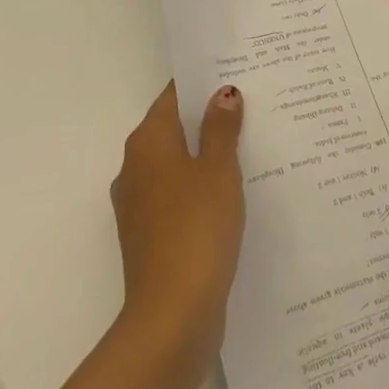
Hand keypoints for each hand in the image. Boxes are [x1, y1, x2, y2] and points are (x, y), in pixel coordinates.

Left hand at [110, 82, 245, 359]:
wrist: (172, 316)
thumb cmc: (196, 228)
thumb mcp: (218, 170)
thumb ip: (221, 129)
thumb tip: (223, 93)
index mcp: (147, 143)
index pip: (173, 97)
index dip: (202, 84)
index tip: (235, 73)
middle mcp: (135, 168)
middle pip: (174, 129)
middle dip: (208, 119)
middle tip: (253, 105)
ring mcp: (140, 206)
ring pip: (178, 165)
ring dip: (208, 156)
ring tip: (253, 145)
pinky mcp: (152, 237)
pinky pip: (179, 197)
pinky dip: (203, 188)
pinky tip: (236, 193)